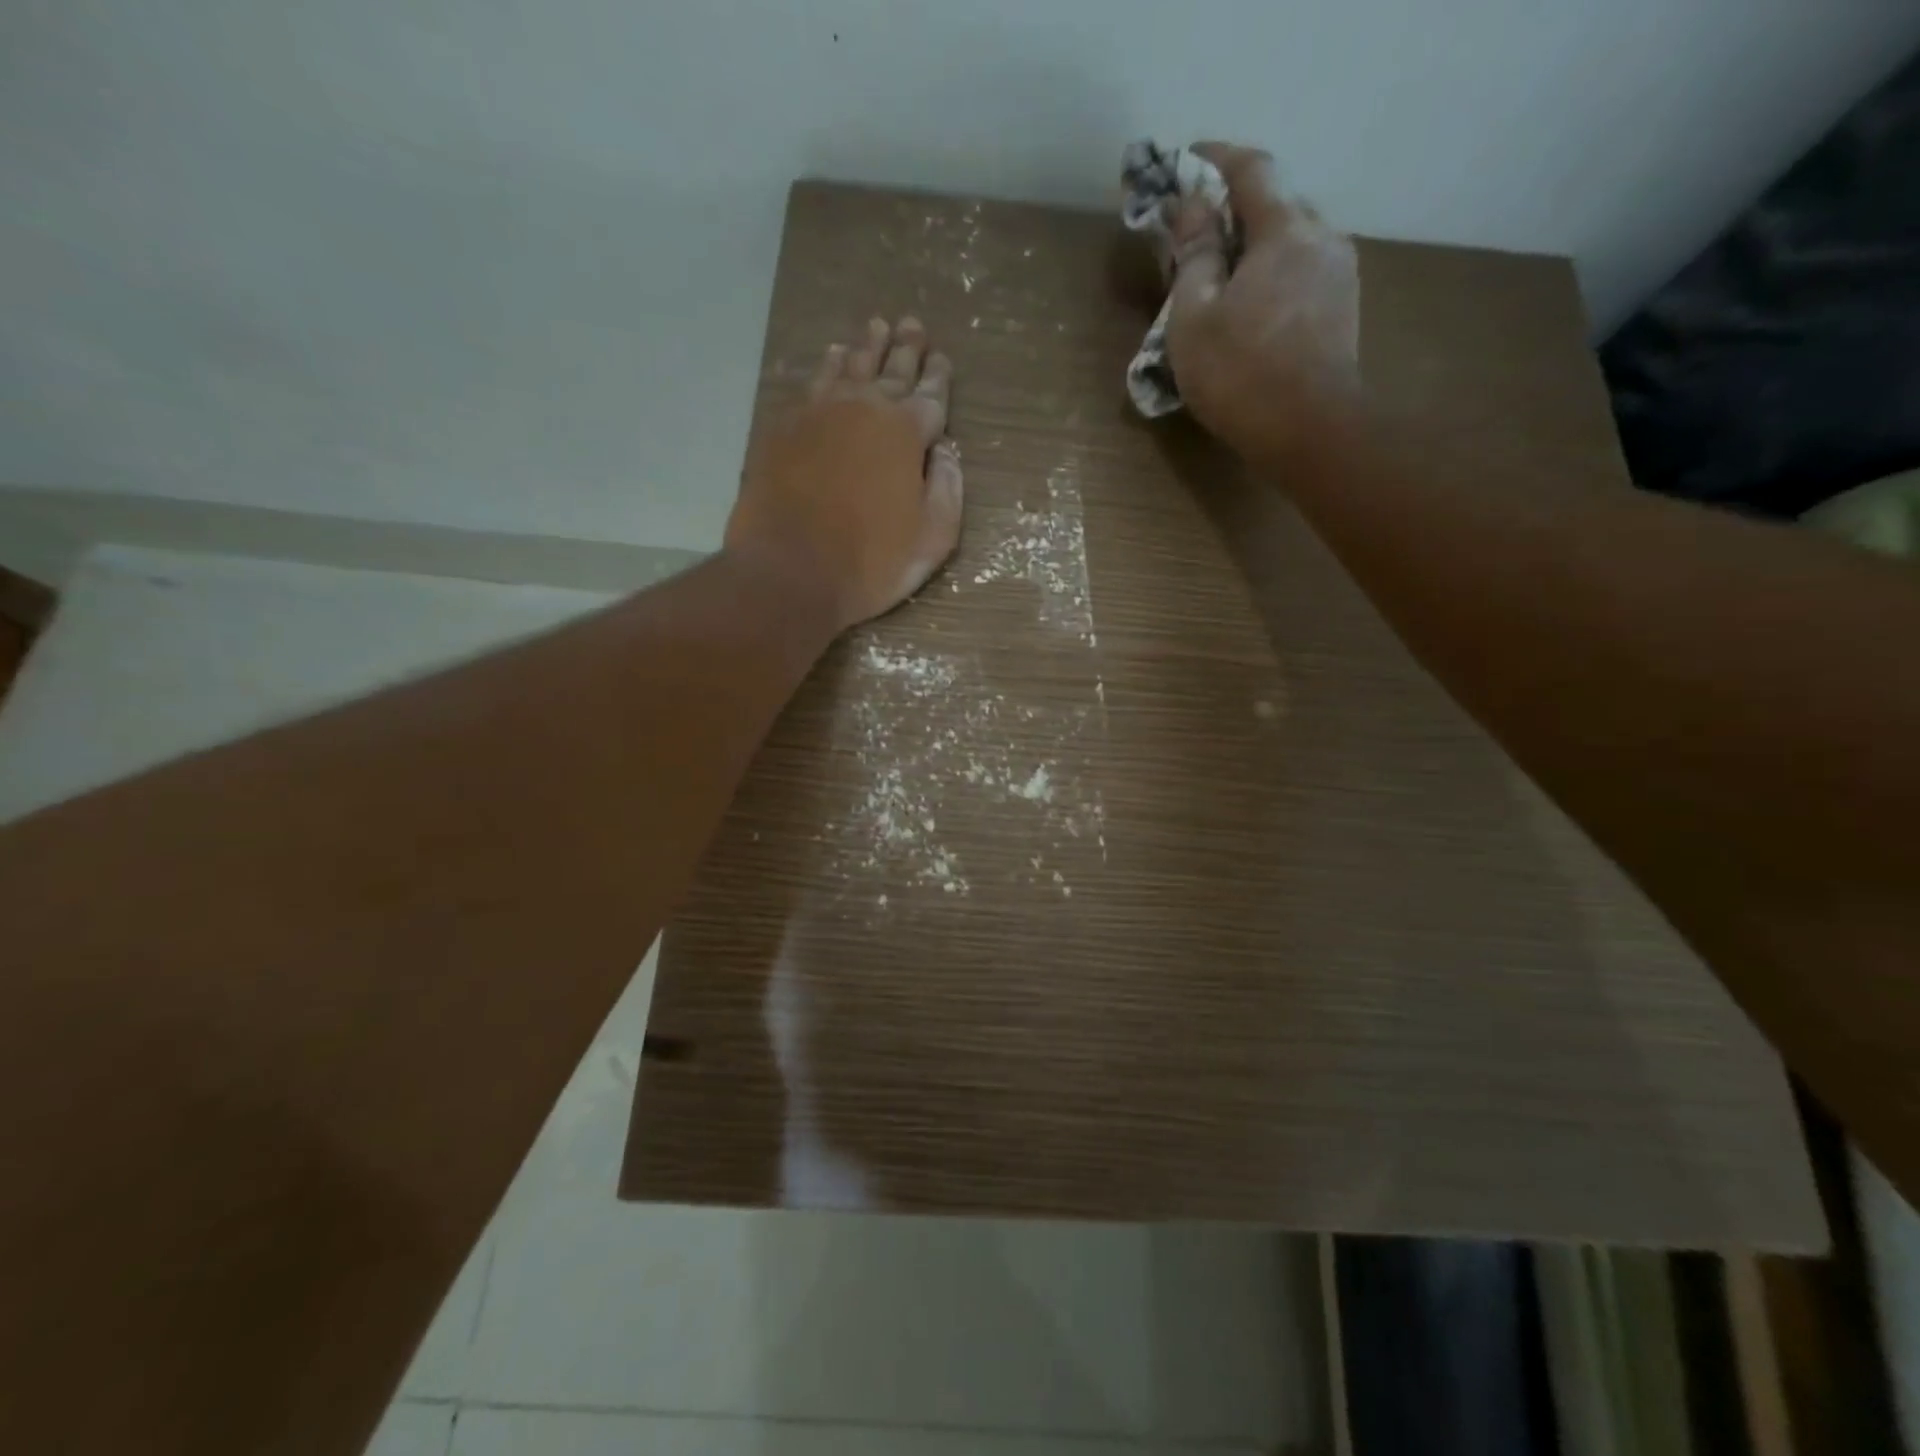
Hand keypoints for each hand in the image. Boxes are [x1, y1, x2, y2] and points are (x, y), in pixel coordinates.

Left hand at [726, 316, 962, 632]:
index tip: (942, 358)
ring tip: (875, 327)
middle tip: (912, 324)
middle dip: (905, 348)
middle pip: (891, 370)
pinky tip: (832, 358)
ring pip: (849, 367)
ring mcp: (820, 414)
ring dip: (866, 347)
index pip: (930, 395)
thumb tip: (946, 450)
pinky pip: (813, 384)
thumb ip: (947, 489)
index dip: (939, 377)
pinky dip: (827, 367)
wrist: (790, 572)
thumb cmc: (870, 563)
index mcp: (905, 434)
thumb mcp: (932, 539)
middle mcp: (864, 409)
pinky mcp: (785, 428)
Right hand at [1164, 144, 1361, 462]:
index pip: (1251, 169)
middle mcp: (1323, 237)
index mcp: (1285, 229)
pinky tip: (1251, 307)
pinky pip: (1302, 274)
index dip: (1215, 158)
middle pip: (1276, 203)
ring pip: (1291, 242)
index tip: (1185, 162)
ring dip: (1255, 248)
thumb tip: (1192, 210)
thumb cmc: (1241, 374)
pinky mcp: (1343, 311)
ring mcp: (1339, 275)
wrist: (1311, 433)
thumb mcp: (1194, 319)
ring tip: (1221, 277)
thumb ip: (1194, 258)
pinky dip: (1272, 276)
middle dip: (1234, 209)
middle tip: (1196, 234)